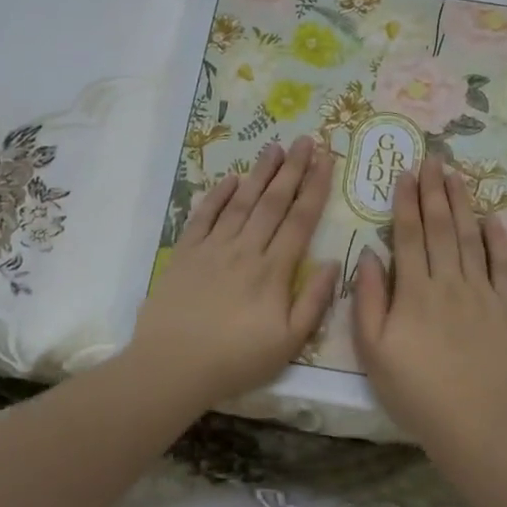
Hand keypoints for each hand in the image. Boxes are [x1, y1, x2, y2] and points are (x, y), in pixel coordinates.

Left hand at [129, 136, 340, 409]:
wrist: (172, 366)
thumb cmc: (236, 360)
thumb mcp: (289, 342)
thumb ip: (314, 301)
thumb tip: (333, 263)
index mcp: (274, 270)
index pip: (301, 220)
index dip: (315, 187)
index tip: (326, 159)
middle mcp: (245, 249)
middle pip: (273, 202)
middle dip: (292, 169)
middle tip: (305, 140)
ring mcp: (213, 248)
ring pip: (241, 202)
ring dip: (260, 173)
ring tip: (274, 148)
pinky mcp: (185, 253)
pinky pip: (203, 216)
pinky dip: (217, 195)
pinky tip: (230, 179)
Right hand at [352, 155, 506, 447]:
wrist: (474, 425)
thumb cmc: (415, 392)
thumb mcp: (374, 352)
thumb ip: (369, 301)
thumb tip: (369, 257)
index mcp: (414, 292)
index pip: (409, 236)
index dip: (406, 202)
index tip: (405, 173)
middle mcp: (449, 283)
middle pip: (441, 228)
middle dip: (434, 192)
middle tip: (432, 160)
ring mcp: (482, 295)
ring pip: (471, 239)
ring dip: (463, 205)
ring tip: (456, 176)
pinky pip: (504, 268)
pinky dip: (499, 241)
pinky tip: (494, 218)